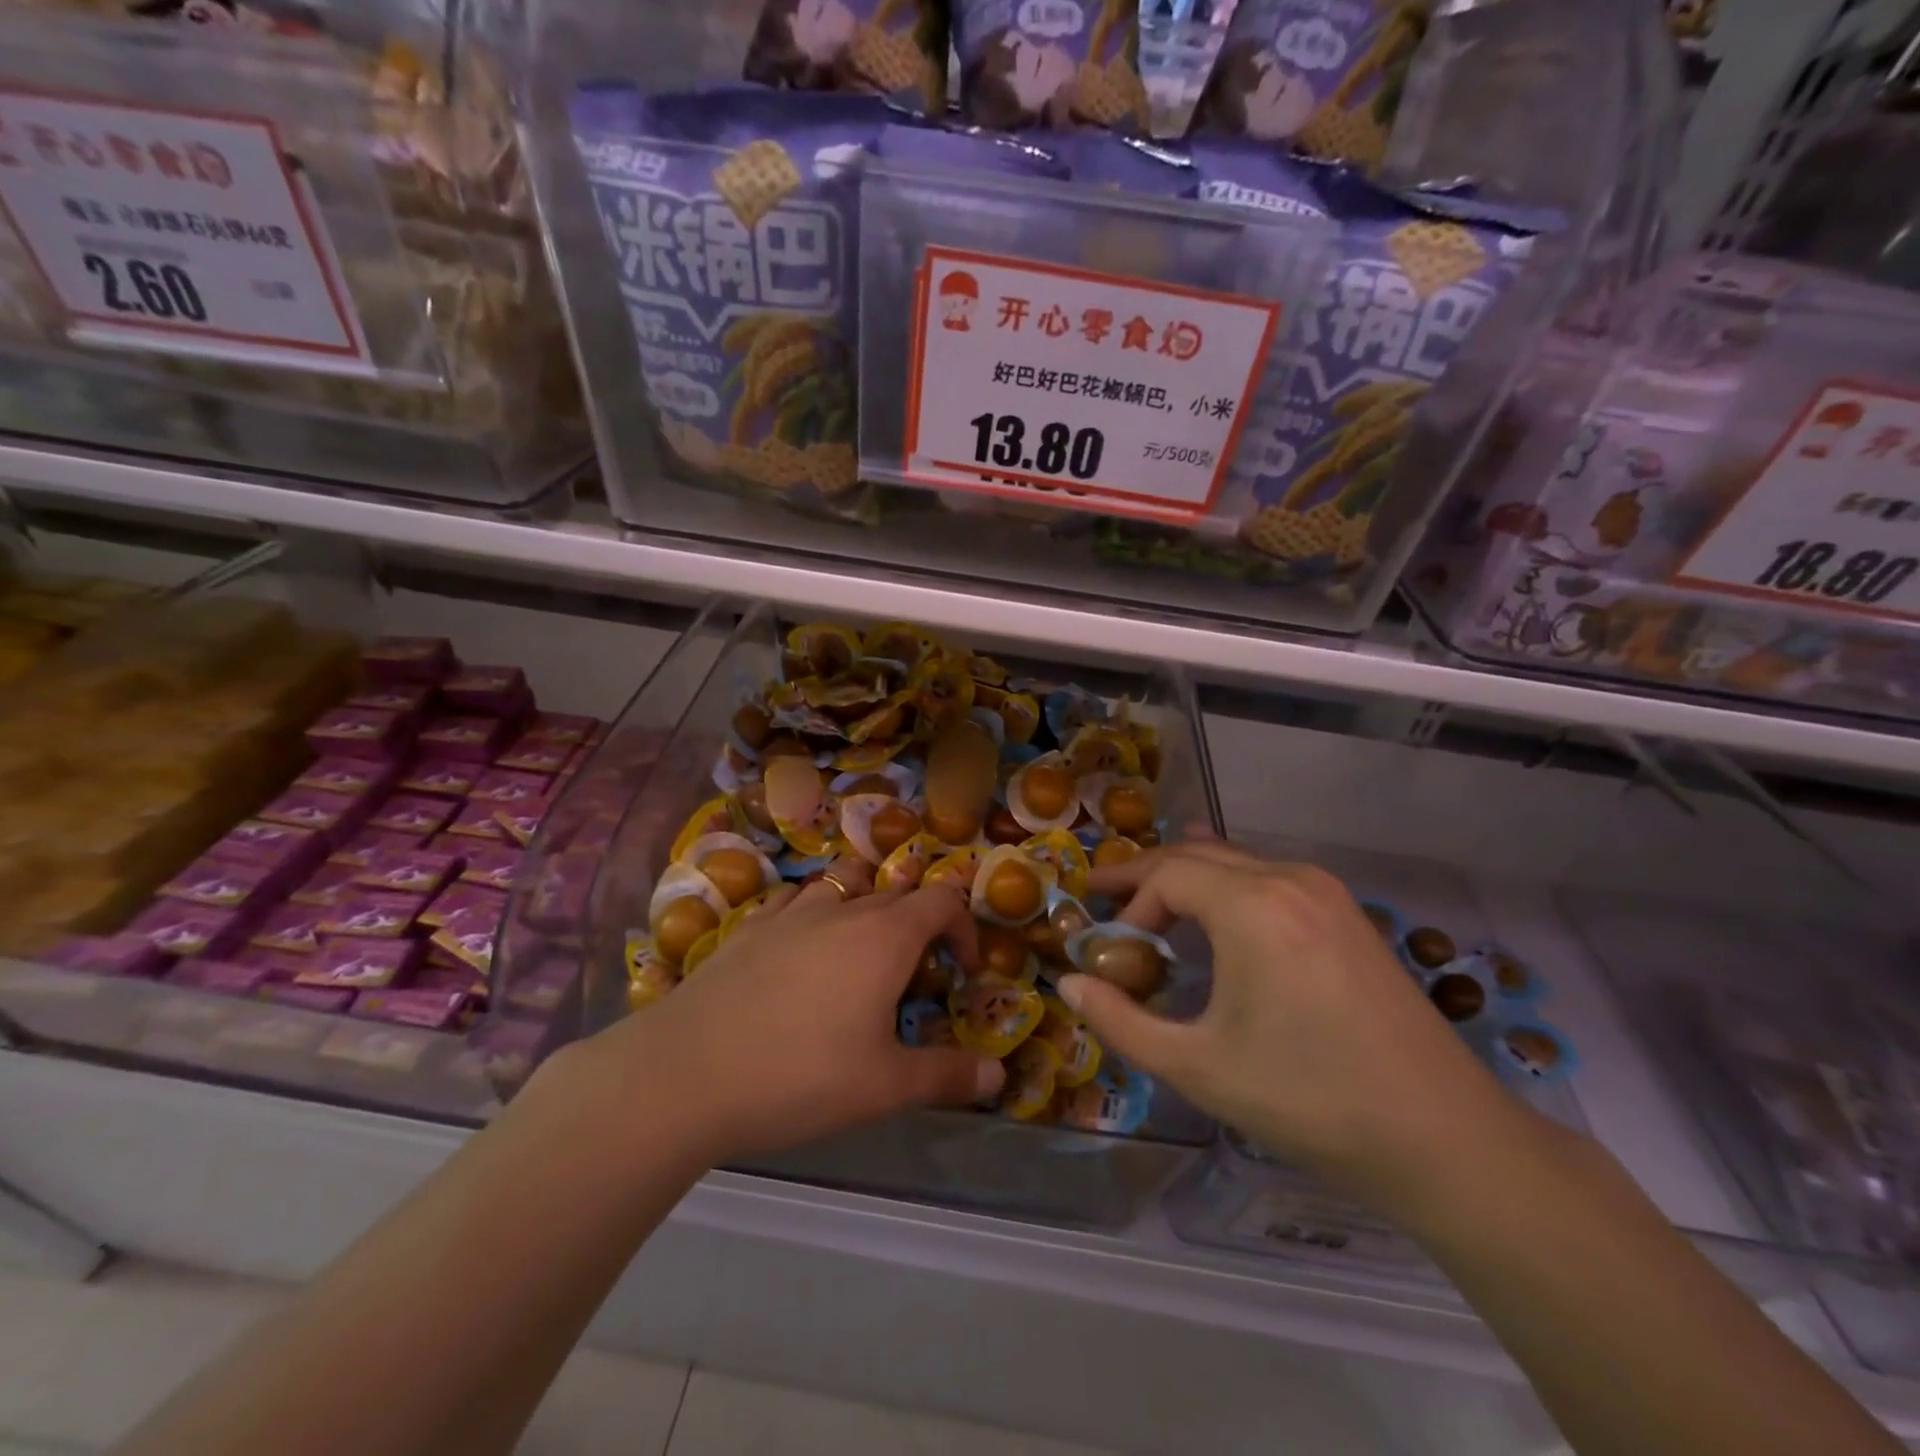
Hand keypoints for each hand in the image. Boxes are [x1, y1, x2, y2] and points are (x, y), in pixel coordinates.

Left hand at [575, 861, 1005, 1164]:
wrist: (686, 1072)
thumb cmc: (800, 1075)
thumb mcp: (884, 1087)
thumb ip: (947, 1077)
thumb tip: (998, 1080)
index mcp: (885, 936)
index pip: (943, 902)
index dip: (964, 929)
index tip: (963, 971)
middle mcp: (843, 910)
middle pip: (897, 893)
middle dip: (919, 925)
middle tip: (913, 978)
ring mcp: (790, 913)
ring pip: (843, 885)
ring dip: (865, 906)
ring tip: (859, 952)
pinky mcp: (748, 927)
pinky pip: (793, 902)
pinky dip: (812, 915)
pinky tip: (799, 949)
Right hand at [1057, 841, 1524, 1209]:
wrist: (1446, 1140)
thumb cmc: (1310, 1100)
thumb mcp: (1198, 1067)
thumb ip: (1121, 1022)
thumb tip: (1069, 985)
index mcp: (1253, 906)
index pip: (1166, 875)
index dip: (1127, 904)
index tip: (1110, 948)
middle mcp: (1289, 879)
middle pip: (1197, 855)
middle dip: (1145, 875)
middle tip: (1103, 895)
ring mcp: (1326, 892)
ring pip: (1235, 860)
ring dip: (1186, 875)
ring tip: (1149, 895)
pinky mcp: (1347, 914)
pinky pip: (1269, 875)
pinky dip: (1228, 881)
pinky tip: (1217, 896)